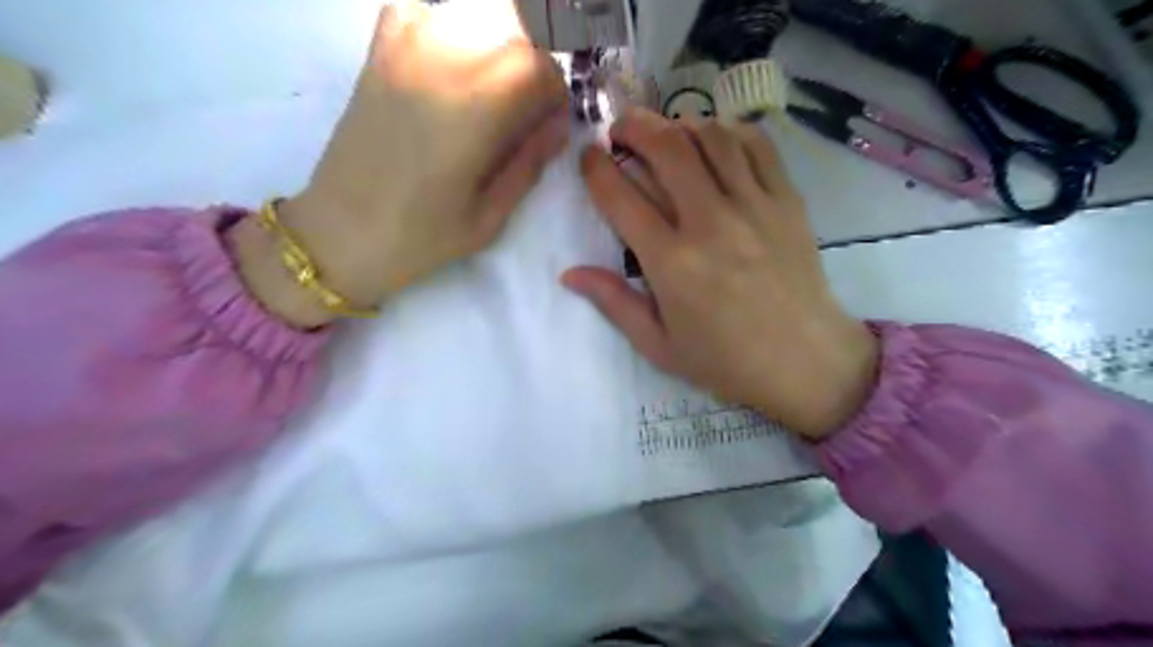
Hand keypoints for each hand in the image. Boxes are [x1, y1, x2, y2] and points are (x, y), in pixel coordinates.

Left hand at [236, 0, 569, 325]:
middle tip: (526, 113)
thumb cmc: (421, 237)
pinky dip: (445, 27)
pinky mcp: (377, 57)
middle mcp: (440, 65)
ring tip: (492, 93)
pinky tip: (449, 65)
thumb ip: (529, 164)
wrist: (340, 234)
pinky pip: (419, 13)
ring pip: (470, 17)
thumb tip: (559, 126)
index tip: (551, 123)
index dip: (555, 92)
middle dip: (532, 71)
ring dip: (495, 47)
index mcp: (473, 111)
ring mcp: (402, 53)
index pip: (537, 66)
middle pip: (510, 35)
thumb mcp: (489, 217)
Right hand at [564, 110, 880, 438]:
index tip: (588, 156)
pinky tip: (716, 141)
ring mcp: (754, 206)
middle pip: (666, 147)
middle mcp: (710, 222)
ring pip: (711, 136)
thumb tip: (569, 273)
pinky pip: (757, 146)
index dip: (596, 168)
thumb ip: (614, 303)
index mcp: (671, 262)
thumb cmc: (725, 360)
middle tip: (622, 129)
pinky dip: (729, 132)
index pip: (621, 198)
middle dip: (634, 126)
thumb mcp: (658, 345)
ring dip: (680, 123)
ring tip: (667, 133)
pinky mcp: (787, 201)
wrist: (804, 361)